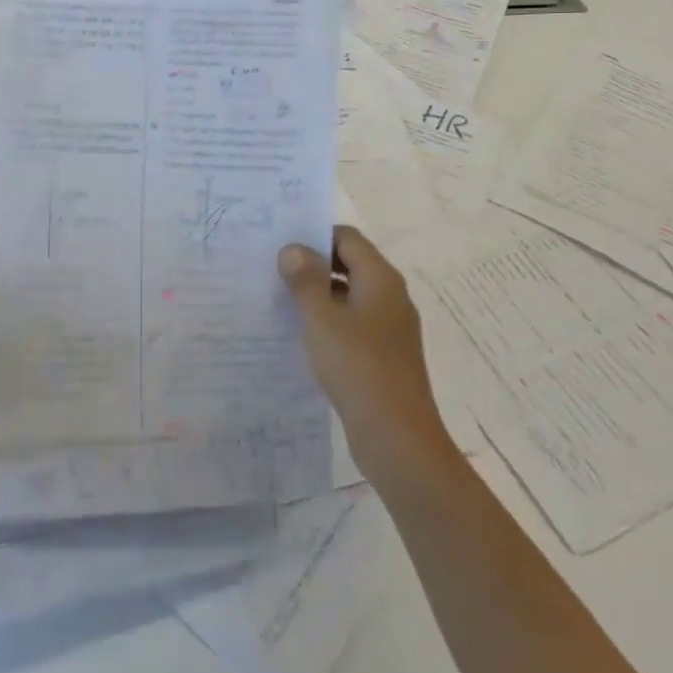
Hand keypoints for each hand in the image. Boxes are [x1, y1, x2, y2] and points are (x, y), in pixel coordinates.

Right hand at [279, 226, 456, 486]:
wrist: (397, 436)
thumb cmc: (357, 366)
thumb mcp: (321, 318)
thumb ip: (305, 279)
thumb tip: (293, 248)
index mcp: (380, 278)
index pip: (347, 238)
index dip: (315, 236)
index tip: (281, 247)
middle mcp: (391, 296)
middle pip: (350, 264)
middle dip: (314, 265)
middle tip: (275, 272)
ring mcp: (391, 327)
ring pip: (351, 295)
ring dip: (320, 295)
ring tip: (282, 303)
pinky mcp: (386, 354)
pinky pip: (355, 323)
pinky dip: (331, 322)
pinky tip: (305, 337)